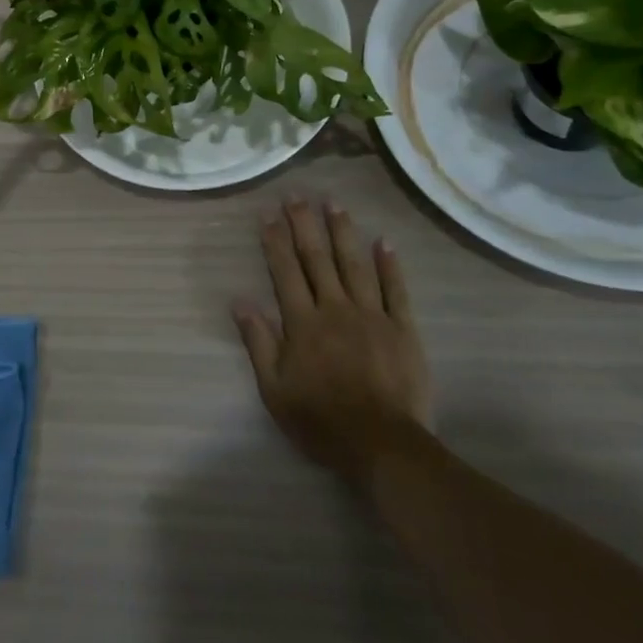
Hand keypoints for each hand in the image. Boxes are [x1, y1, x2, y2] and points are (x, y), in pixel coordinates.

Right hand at [233, 195, 431, 482]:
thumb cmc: (321, 421)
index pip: (285, 272)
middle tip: (297, 195)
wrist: (382, 447)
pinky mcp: (403, 329)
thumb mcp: (275, 390)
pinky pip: (395, 290)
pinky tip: (383, 241)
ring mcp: (372, 316)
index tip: (267, 214)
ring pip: (354, 264)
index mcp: (303, 323)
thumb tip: (239, 301)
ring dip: (342, 232)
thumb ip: (258, 343)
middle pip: (317, 259)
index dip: (275, 241)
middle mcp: (335, 309)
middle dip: (304, 224)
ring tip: (333, 203)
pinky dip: (390, 264)